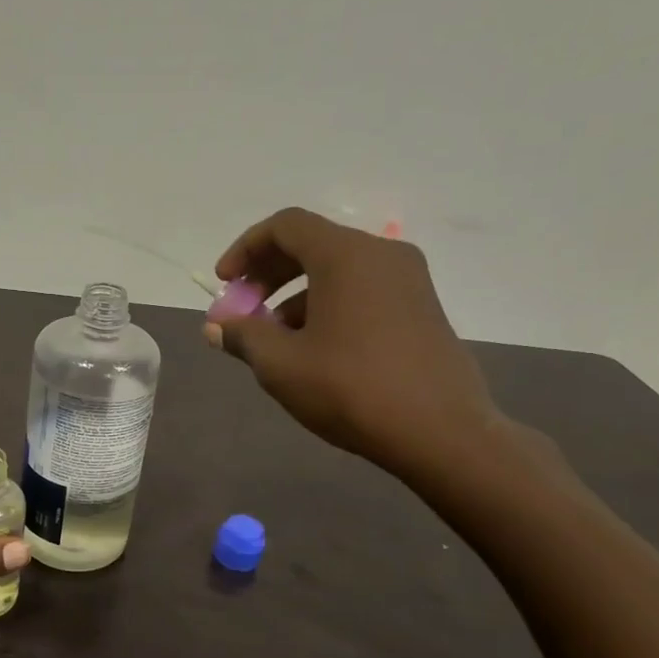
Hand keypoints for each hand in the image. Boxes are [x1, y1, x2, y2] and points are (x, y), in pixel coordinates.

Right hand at [206, 208, 506, 481]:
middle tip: (243, 310)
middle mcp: (381, 254)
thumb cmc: (351, 389)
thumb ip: (243, 337)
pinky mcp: (421, 308)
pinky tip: (314, 351)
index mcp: (346, 255)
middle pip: (312, 245)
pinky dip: (328, 307)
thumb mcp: (282, 365)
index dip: (245, 249)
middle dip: (268, 275)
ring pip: (337, 271)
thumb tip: (217, 326)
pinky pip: (362, 291)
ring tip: (274, 341)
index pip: (285, 226)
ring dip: (295, 296)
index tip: (225, 284)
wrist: (440, 432)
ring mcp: (408, 280)